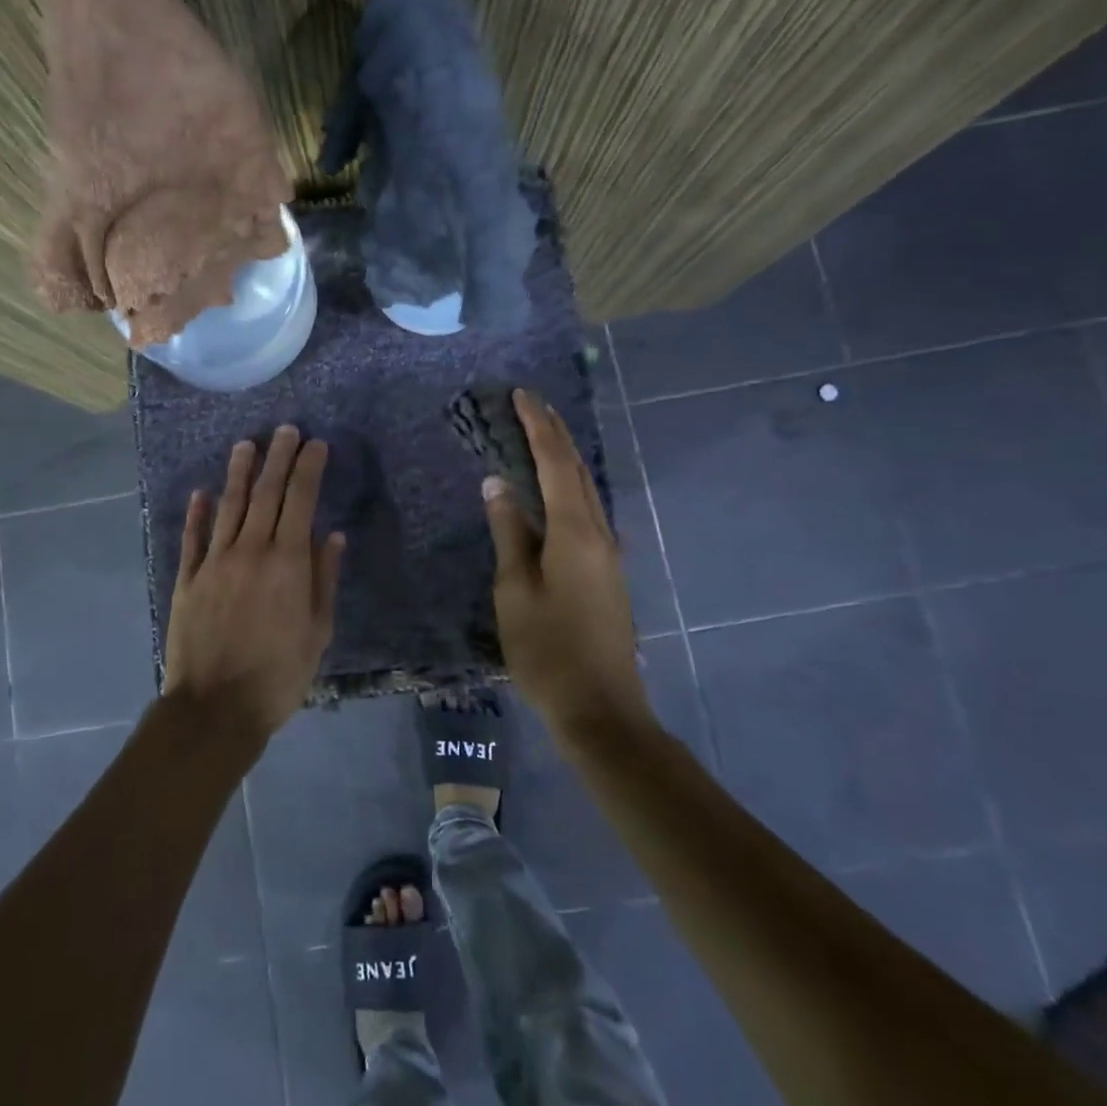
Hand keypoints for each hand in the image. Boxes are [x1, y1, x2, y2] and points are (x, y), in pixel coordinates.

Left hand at [163, 426, 345, 744]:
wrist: (216, 708)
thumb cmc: (278, 675)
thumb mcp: (317, 632)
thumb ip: (324, 579)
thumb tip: (333, 536)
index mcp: (287, 562)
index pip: (301, 500)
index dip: (309, 468)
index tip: (316, 444)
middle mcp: (250, 550)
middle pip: (266, 493)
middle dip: (278, 457)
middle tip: (285, 429)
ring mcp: (214, 562)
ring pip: (229, 506)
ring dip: (238, 472)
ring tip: (246, 444)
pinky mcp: (187, 578)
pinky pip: (193, 538)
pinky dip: (197, 513)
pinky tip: (201, 493)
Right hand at [484, 390, 651, 733]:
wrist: (602, 710)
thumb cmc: (548, 650)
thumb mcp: (515, 591)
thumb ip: (508, 533)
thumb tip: (497, 485)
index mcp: (575, 533)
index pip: (555, 464)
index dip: (538, 427)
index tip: (521, 395)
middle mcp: (599, 534)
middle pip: (578, 471)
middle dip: (555, 434)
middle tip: (532, 404)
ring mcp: (609, 555)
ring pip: (587, 491)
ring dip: (564, 459)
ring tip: (542, 436)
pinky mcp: (608, 573)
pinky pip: (588, 513)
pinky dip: (570, 488)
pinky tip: (559, 492)